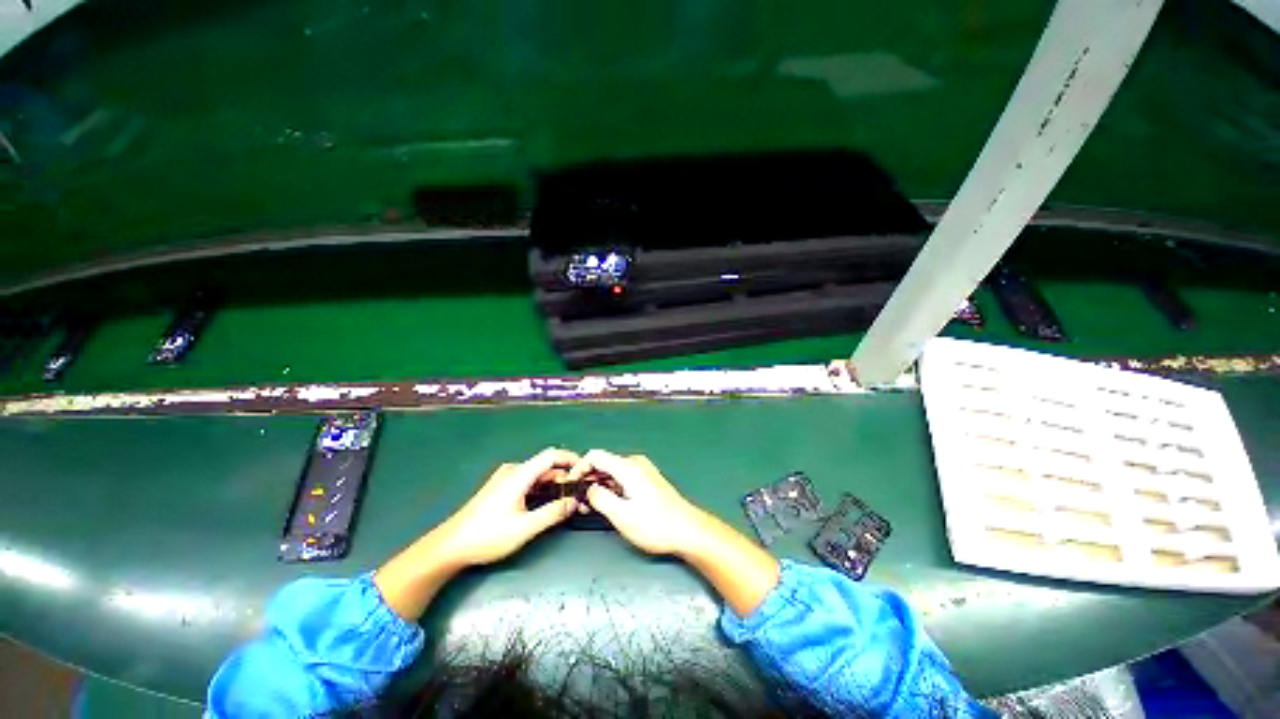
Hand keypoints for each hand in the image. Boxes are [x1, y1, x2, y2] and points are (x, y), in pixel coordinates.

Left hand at [434, 447, 582, 566]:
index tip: (586, 469)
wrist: (449, 547)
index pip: (551, 455)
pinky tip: (547, 504)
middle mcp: (513, 471)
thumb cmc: (487, 536)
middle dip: (565, 477)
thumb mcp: (524, 528)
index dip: (571, 458)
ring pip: (537, 476)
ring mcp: (505, 480)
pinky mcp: (501, 489)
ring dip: (554, 485)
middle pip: (545, 466)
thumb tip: (574, 502)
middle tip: (579, 493)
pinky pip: (529, 482)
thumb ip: (552, 513)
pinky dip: (542, 489)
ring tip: (567, 501)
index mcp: (519, 474)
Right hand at [569, 449, 780, 616]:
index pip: (596, 456)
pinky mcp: (647, 481)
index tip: (569, 485)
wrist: (688, 530)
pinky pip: (623, 478)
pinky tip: (607, 504)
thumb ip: (601, 499)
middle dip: (588, 479)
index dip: (579, 468)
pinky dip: (611, 488)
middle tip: (577, 502)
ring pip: (613, 472)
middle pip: (604, 463)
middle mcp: (635, 464)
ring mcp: (643, 471)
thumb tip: (589, 489)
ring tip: (589, 507)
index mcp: (628, 467)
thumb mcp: (622, 515)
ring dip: (599, 486)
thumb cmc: (655, 524)